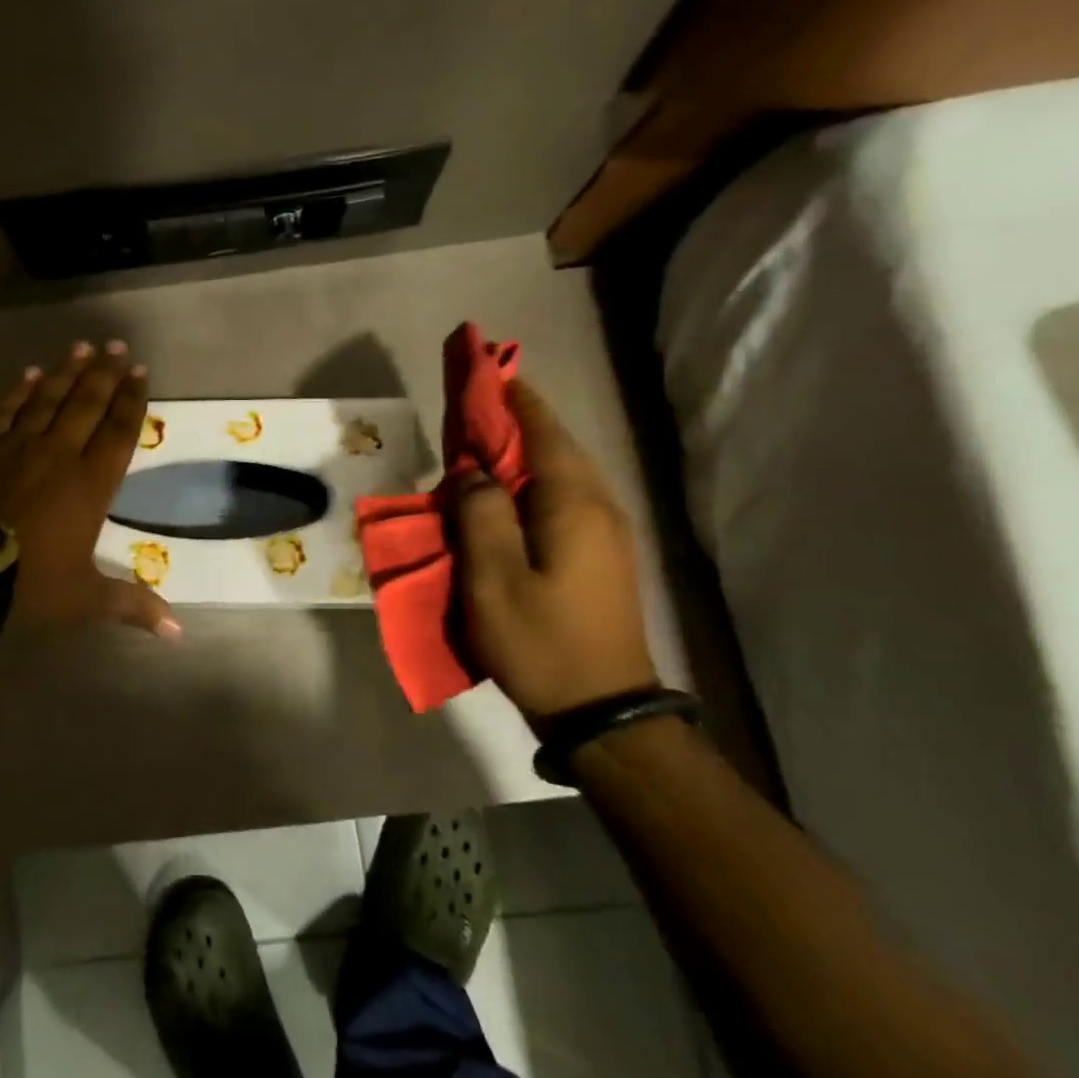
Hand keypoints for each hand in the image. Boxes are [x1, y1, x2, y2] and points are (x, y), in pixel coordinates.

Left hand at [0, 340, 181, 639]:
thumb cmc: (30, 582)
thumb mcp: (85, 597)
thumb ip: (131, 604)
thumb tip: (177, 633)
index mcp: (90, 483)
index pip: (118, 432)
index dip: (131, 400)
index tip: (140, 372)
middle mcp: (59, 454)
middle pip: (86, 404)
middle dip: (104, 373)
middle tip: (117, 346)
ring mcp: (18, 447)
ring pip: (48, 399)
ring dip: (67, 371)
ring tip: (81, 347)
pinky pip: (7, 411)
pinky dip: (20, 390)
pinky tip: (30, 374)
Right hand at [455, 380, 657, 719]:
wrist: (604, 710)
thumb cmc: (541, 642)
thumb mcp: (493, 580)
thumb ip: (479, 514)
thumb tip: (472, 471)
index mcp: (572, 503)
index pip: (541, 430)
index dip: (512, 396)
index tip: (485, 367)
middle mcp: (598, 506)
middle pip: (556, 444)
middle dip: (518, 416)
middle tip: (476, 401)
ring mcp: (606, 531)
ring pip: (563, 469)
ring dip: (526, 447)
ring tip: (485, 440)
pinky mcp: (602, 554)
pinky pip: (565, 495)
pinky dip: (534, 478)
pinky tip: (509, 491)